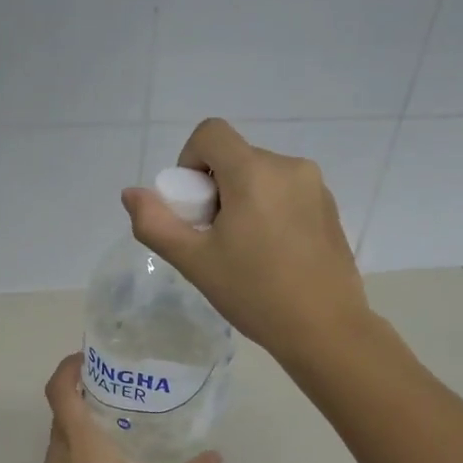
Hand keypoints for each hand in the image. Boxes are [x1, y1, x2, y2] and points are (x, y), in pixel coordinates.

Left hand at [37, 355, 220, 462]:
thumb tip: (216, 457)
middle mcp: (58, 460)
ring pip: (58, 445)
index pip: (60, 393)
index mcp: (82, 448)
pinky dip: (74, 462)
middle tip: (111, 397)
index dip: (67, 370)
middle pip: (60, 417)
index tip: (85, 360)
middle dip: (80, 401)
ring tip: (110, 437)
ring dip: (77, 434)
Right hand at [122, 118, 369, 365]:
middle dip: (216, 189)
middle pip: (236, 158)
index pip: (210, 133)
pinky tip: (273, 256)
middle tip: (216, 239)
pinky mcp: (330, 208)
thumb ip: (155, 223)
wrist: (325, 329)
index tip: (193, 205)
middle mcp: (290, 166)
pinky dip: (270, 211)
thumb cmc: (254, 293)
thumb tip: (132, 194)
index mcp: (254, 172)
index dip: (190, 160)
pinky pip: (287, 193)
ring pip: (262, 176)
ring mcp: (315, 187)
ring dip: (243, 200)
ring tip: (246, 251)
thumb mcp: (194, 262)